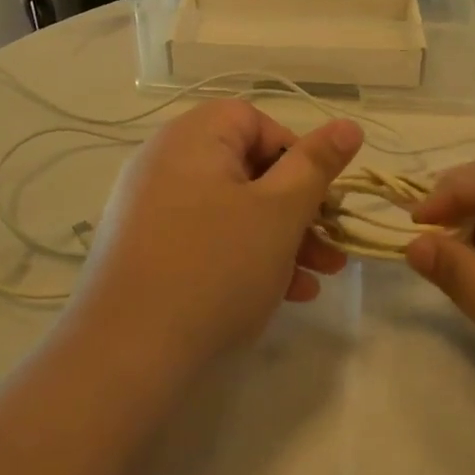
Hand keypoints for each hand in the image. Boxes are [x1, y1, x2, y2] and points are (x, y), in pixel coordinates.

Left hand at [67, 100, 363, 382]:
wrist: (125, 353)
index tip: (320, 199)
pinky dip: (243, 257)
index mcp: (194, 136)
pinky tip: (280, 295)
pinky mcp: (145, 249)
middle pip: (247, 170)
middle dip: (298, 209)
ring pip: (231, 210)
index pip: (256, 122)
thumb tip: (348, 125)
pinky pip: (205, 238)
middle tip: (331, 248)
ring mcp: (150, 207)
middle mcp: (165, 160)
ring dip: (279, 239)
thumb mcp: (280, 212)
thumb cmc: (215, 266)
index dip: (296, 156)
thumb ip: (317, 165)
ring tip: (316, 279)